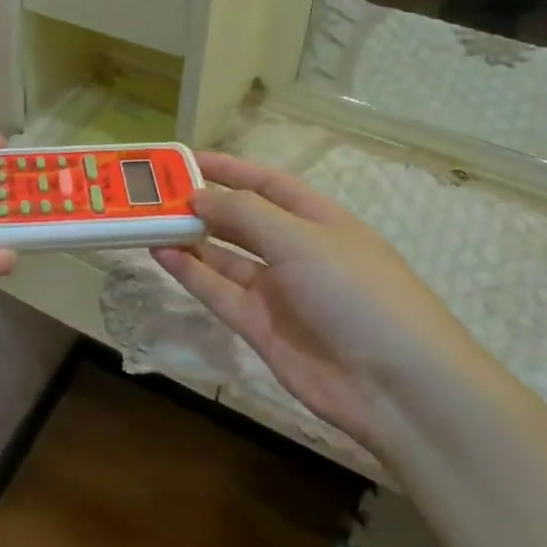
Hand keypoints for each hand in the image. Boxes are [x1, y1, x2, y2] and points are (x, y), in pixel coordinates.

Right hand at [152, 154, 483, 451]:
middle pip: (242, 220)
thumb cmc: (356, 292)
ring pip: (226, 257)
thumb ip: (246, 214)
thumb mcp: (302, 239)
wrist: (396, 387)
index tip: (186, 160)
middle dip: (204, 205)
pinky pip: (220, 293)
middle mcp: (296, 251)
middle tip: (156, 194)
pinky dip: (192, 273)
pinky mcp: (261, 329)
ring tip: (150, 221)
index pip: (267, 184)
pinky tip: (163, 254)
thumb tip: (200, 195)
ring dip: (192, 238)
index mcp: (318, 220)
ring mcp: (278, 292)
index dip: (229, 169)